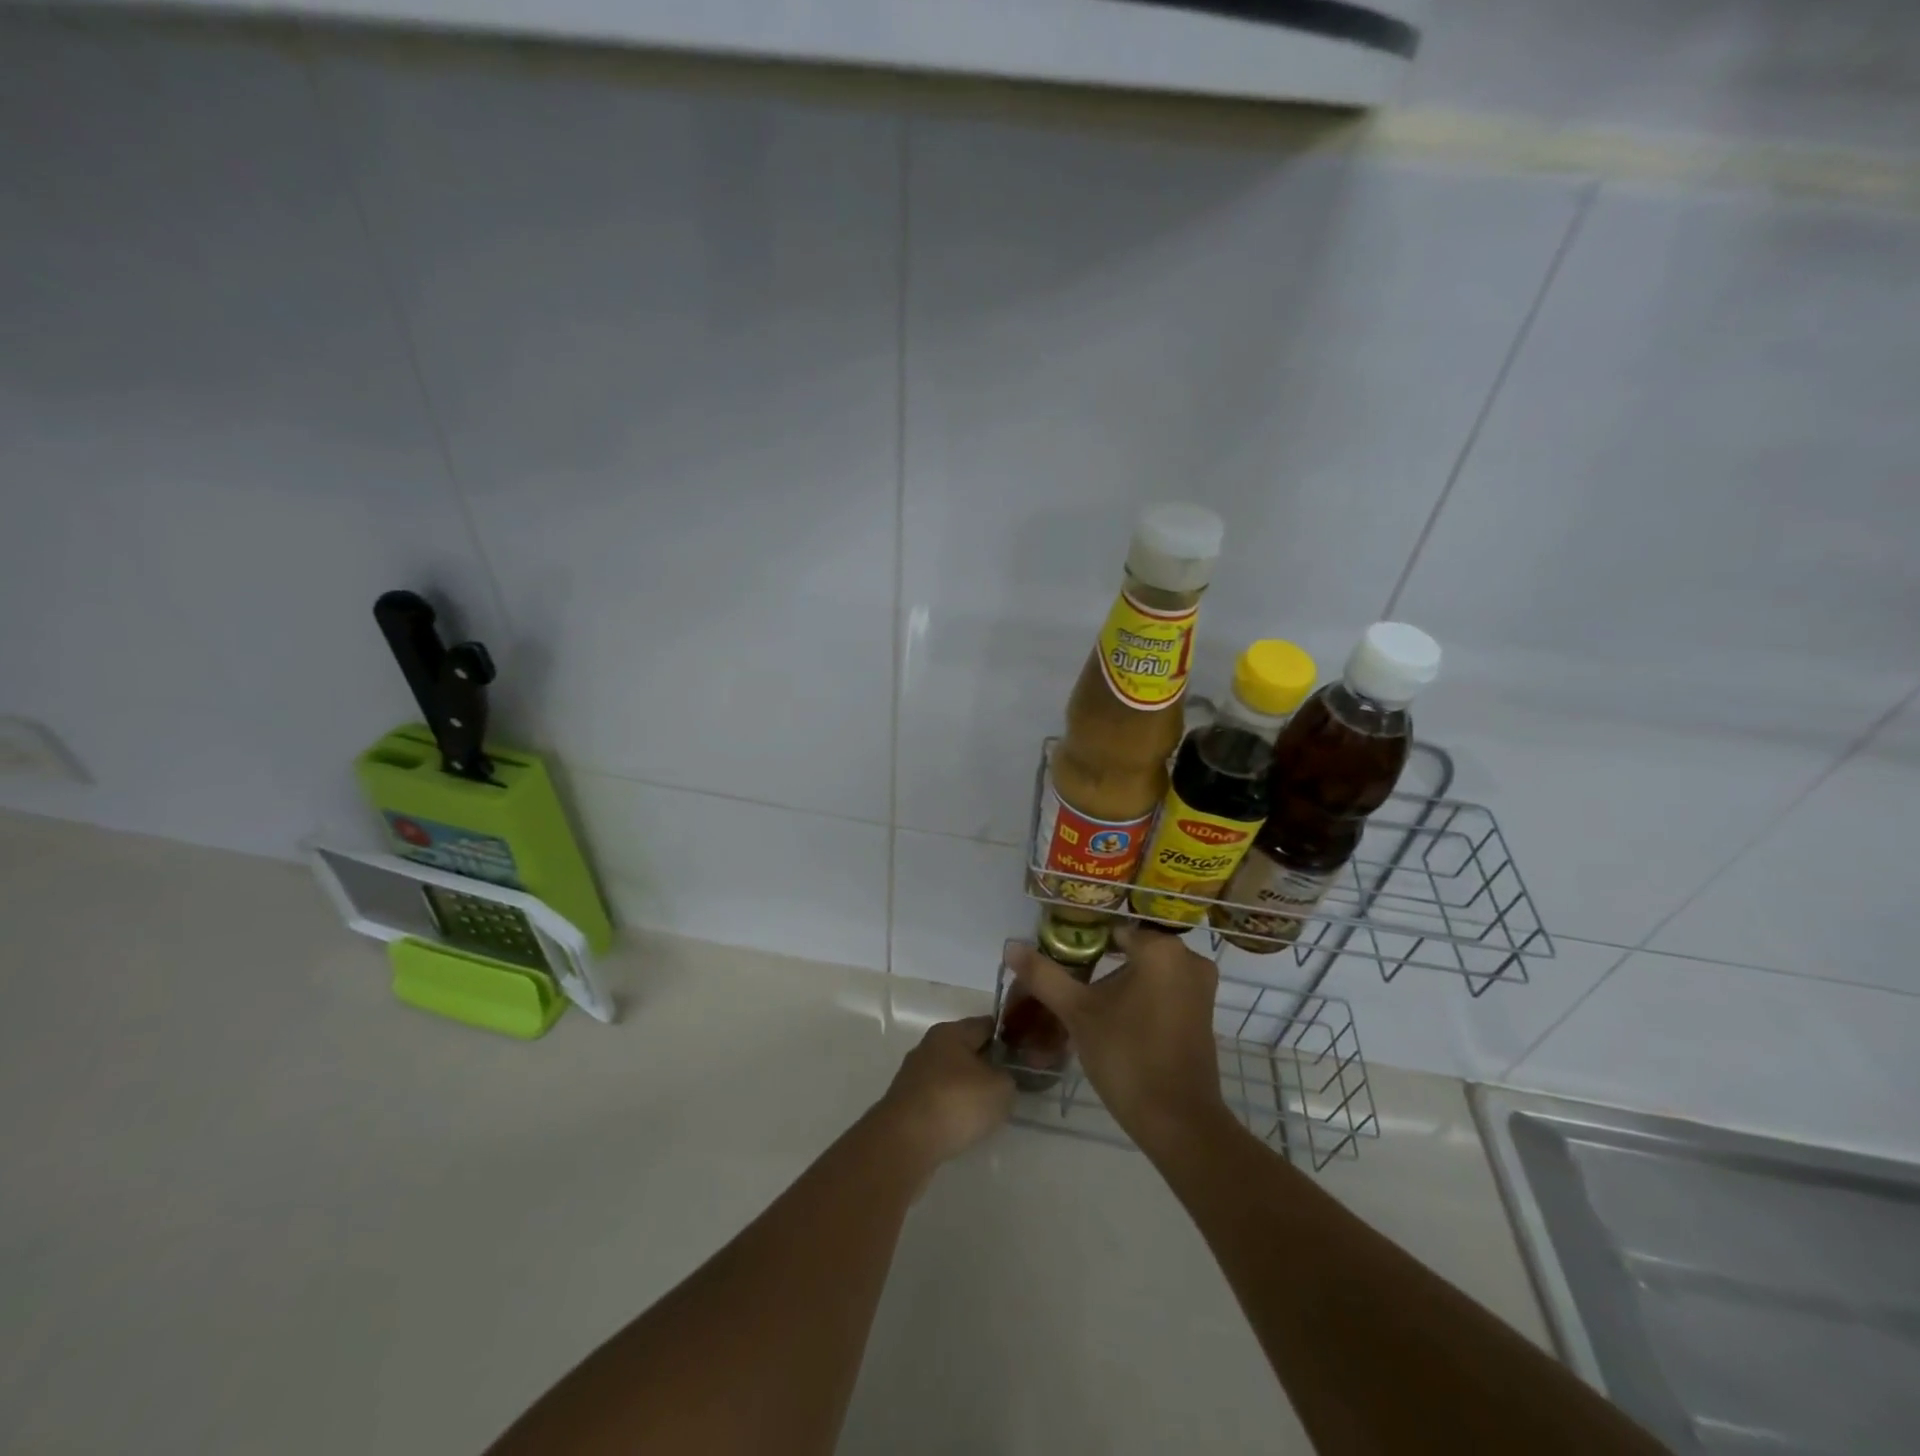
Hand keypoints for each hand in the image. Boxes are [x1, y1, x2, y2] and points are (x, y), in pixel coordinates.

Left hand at [876, 1016, 1015, 1167]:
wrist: (905, 1141)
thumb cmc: (957, 1102)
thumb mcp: (1001, 1088)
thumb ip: (1009, 1077)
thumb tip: (1002, 1078)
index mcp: (950, 1032)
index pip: (985, 1025)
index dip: (1007, 1037)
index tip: (1023, 1054)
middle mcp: (929, 1047)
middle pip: (966, 1049)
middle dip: (986, 1064)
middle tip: (1009, 1084)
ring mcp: (914, 1075)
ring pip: (950, 1075)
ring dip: (968, 1088)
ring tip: (988, 1109)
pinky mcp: (906, 1103)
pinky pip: (937, 1099)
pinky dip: (951, 1108)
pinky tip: (963, 1125)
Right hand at [1004, 928, 1226, 1155]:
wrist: (1177, 1120)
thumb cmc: (1126, 1055)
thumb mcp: (1077, 1012)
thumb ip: (1044, 975)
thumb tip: (1011, 946)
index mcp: (1161, 948)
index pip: (1111, 932)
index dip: (1083, 946)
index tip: (1063, 966)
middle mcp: (1188, 958)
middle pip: (1131, 951)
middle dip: (1102, 966)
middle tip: (1073, 989)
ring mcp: (1200, 986)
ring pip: (1148, 972)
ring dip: (1120, 984)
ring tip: (1089, 1006)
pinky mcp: (1203, 1012)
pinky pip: (1164, 991)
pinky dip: (1141, 998)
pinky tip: (1116, 1021)